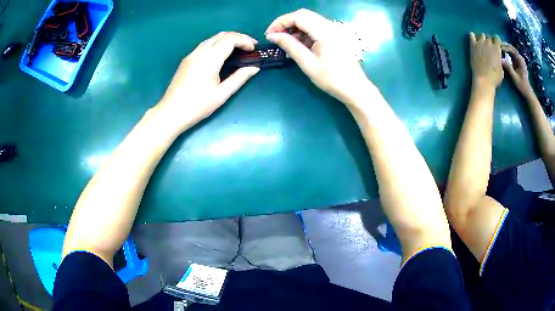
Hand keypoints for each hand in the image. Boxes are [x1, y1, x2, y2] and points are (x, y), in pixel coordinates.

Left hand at [155, 32, 259, 131]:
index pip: (229, 40)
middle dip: (238, 37)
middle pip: (221, 35)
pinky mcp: (187, 59)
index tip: (254, 49)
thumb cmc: (197, 106)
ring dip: (227, 39)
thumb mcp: (221, 95)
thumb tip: (254, 68)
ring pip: (212, 38)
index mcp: (209, 61)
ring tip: (239, 48)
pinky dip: (217, 43)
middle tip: (250, 45)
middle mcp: (199, 53)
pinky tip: (222, 53)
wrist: (171, 112)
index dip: (244, 41)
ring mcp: (191, 55)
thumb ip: (239, 78)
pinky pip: (205, 44)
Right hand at [265, 9, 371, 105]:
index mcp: (324, 32)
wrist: (355, 88)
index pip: (298, 17)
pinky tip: (298, 44)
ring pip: (309, 20)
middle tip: (275, 36)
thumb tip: (272, 35)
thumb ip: (290, 46)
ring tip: (285, 42)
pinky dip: (304, 32)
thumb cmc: (332, 79)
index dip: (280, 22)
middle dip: (286, 23)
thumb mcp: (307, 63)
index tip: (269, 34)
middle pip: (303, 15)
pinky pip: (316, 27)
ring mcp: (334, 30)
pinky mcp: (335, 35)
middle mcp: (330, 26)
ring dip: (295, 28)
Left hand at [469, 32, 503, 88]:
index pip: (497, 38)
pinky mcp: (473, 45)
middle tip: (489, 48)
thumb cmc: (495, 77)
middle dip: (489, 41)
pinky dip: (473, 36)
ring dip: (482, 39)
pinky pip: (471, 35)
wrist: (484, 79)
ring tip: (482, 45)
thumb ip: (499, 60)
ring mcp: (480, 43)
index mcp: (497, 48)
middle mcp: (489, 43)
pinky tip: (474, 40)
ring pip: (481, 35)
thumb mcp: (501, 69)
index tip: (496, 45)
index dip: (496, 41)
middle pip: (489, 37)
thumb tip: (498, 58)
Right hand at [501, 43, 532, 94]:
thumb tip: (500, 60)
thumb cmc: (522, 85)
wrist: (527, 91)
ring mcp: (520, 60)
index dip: (505, 46)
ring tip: (499, 49)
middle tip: (497, 46)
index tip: (499, 46)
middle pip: (511, 48)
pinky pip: (512, 54)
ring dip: (506, 49)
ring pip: (511, 50)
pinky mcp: (518, 62)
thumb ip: (508, 68)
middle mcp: (520, 58)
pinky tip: (503, 54)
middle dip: (505, 46)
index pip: (512, 49)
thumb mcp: (515, 77)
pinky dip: (508, 53)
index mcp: (520, 60)